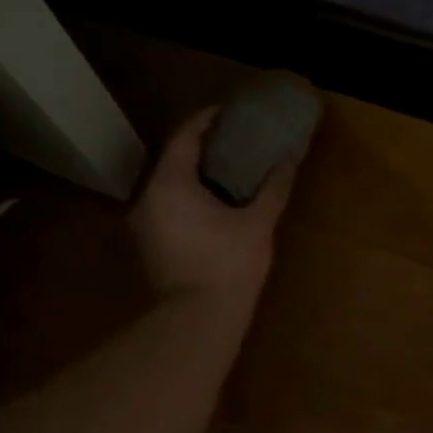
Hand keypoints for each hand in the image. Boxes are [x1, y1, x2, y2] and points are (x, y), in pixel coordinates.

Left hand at [130, 106, 301, 308]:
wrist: (197, 321)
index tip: (228, 112)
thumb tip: (288, 160)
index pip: (184, 136)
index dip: (206, 120)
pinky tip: (211, 203)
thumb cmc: (228, 266)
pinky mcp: (147, 245)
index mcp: (170, 183)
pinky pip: (165, 206)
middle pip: (172, 159)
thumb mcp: (257, 224)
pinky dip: (186, 196)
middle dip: (200, 146)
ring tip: (225, 170)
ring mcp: (143, 223)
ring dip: (192, 174)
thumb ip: (273, 188)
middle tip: (231, 140)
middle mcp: (148, 197)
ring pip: (167, 185)